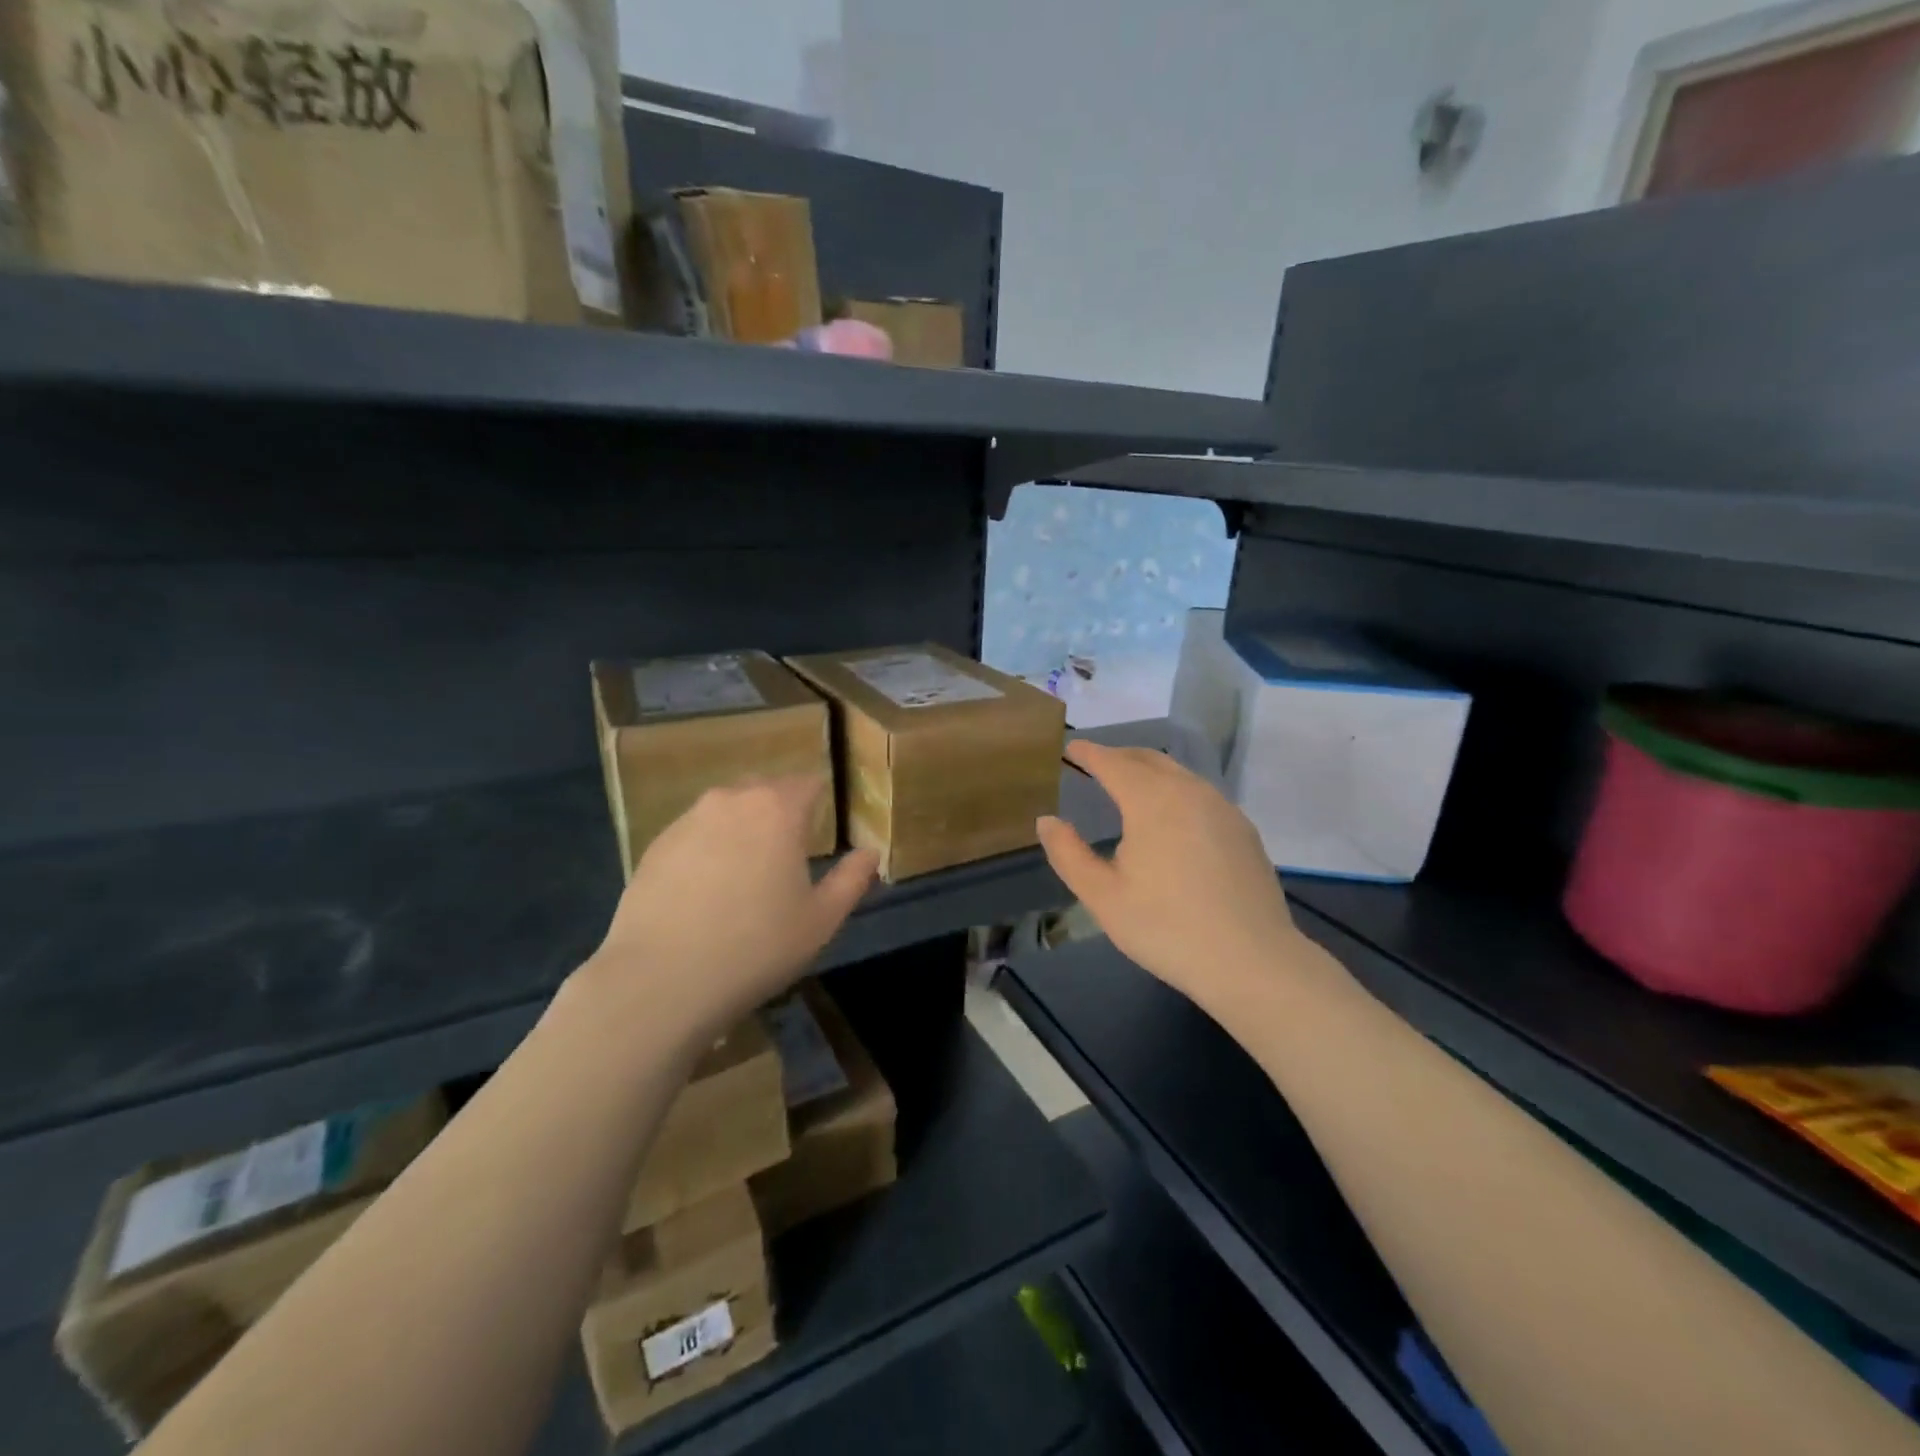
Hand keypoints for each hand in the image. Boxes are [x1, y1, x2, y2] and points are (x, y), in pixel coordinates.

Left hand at [589, 778, 877, 1029]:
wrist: (660, 981)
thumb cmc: (756, 947)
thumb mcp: (821, 920)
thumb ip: (852, 879)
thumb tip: (870, 853)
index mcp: (777, 809)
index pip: (807, 783)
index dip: (820, 800)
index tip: (824, 828)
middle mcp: (731, 800)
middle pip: (765, 790)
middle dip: (780, 812)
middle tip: (788, 854)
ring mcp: (687, 820)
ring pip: (726, 810)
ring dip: (741, 829)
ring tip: (744, 875)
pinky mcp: (654, 846)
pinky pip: (694, 834)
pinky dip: (707, 850)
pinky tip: (706, 892)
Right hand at [1037, 742, 1308, 1014]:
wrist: (1252, 961)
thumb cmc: (1166, 928)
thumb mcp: (1102, 896)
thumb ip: (1068, 854)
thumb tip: (1047, 821)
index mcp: (1151, 800)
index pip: (1113, 763)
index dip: (1089, 753)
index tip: (1071, 748)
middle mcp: (1189, 791)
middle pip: (1149, 759)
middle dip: (1119, 756)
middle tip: (1096, 764)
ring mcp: (1223, 808)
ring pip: (1179, 774)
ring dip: (1149, 771)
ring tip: (1129, 786)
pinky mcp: (1243, 830)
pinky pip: (1200, 794)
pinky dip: (1175, 790)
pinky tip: (1171, 817)